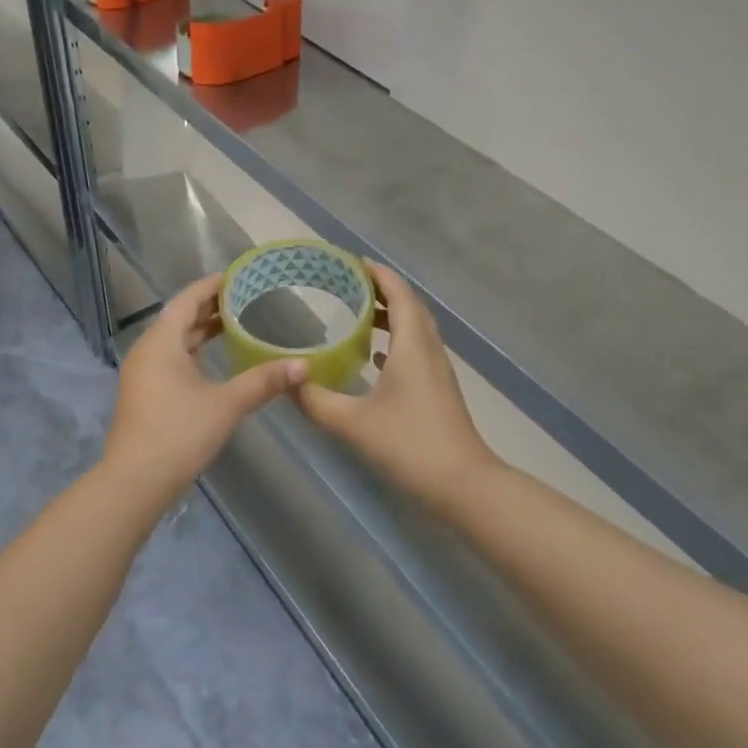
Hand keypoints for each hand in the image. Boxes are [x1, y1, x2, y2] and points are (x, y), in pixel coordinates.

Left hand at [102, 273, 306, 496]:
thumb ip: (263, 381)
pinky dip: (195, 351)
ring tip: (237, 324)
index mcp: (161, 341)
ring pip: (176, 340)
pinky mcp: (146, 393)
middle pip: (181, 318)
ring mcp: (143, 373)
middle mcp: (148, 350)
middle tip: (247, 298)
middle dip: (212, 307)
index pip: (188, 299)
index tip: (240, 276)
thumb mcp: (226, 404)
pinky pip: (172, 358)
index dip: (213, 285)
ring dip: (203, 331)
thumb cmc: (178, 433)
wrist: (135, 481)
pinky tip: (217, 361)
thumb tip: (303, 365)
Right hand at [295, 263, 498, 505]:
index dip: (377, 273)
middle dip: (380, 290)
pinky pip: (416, 351)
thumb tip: (285, 381)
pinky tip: (374, 357)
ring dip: (389, 315)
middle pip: (409, 306)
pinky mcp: (437, 390)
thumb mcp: (352, 422)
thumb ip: (315, 400)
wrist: (462, 485)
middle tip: (346, 285)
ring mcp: (437, 371)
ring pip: (414, 329)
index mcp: (413, 345)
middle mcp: (428, 350)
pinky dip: (395, 342)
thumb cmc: (409, 444)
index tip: (350, 262)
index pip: (399, 293)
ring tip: (356, 314)